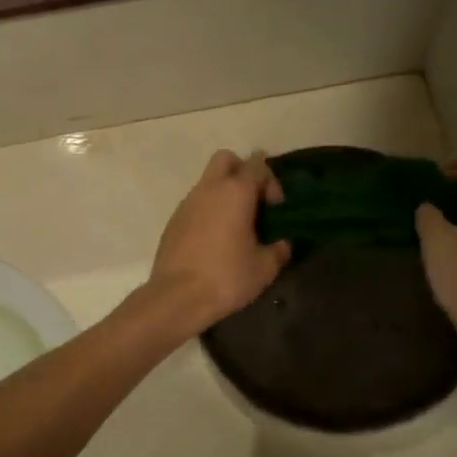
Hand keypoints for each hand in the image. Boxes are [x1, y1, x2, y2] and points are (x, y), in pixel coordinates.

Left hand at [147, 150, 290, 334]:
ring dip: (224, 193)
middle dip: (242, 172)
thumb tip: (283, 244)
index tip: (275, 208)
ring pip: (208, 181)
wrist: (176, 297)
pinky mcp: (173, 220)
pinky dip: (208, 210)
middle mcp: (209, 189)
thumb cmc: (226, 277)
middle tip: (253, 202)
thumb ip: (278, 250)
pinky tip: (215, 239)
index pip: (257, 164)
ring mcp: (187, 203)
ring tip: (236, 225)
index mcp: (235, 192)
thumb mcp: (264, 268)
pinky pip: (196, 203)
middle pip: (226, 159)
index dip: (271, 180)